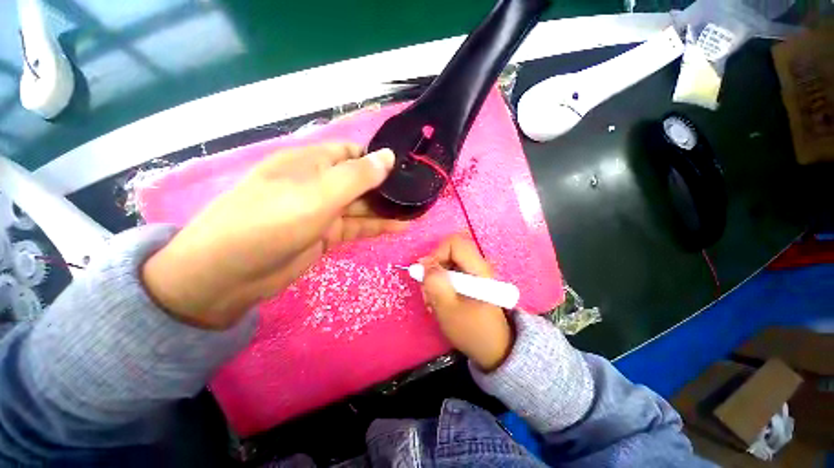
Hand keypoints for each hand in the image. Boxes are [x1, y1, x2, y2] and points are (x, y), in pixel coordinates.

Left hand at [142, 143, 407, 329]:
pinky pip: (357, 227)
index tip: (407, 169)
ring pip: (362, 206)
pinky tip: (400, 227)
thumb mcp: (319, 194)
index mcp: (312, 163)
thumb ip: (357, 176)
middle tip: (418, 194)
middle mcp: (319, 183)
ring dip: (387, 209)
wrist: (230, 273)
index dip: (379, 159)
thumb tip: (389, 156)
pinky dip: (377, 227)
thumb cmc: (272, 221)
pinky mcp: (326, 235)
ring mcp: (323, 211)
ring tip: (416, 211)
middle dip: (388, 187)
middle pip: (361, 181)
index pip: (353, 153)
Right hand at [421, 235, 512, 371]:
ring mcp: (476, 274)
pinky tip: (441, 302)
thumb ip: (435, 284)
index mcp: (478, 269)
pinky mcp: (472, 282)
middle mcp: (478, 266)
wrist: (496, 350)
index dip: (437, 253)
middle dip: (434, 269)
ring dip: (436, 279)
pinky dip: (442, 285)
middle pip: (450, 252)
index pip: (454, 243)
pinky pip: (452, 274)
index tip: (427, 274)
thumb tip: (423, 263)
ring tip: (434, 301)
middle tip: (428, 292)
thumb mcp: (448, 309)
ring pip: (449, 263)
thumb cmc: (473, 331)